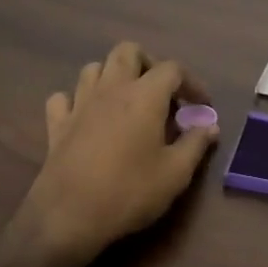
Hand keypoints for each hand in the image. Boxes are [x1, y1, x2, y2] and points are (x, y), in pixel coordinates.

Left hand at [18, 41, 218, 263]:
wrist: (69, 216)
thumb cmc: (130, 191)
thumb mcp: (176, 173)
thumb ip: (196, 143)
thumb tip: (210, 126)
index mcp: (144, 95)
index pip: (172, 69)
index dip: (191, 82)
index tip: (201, 106)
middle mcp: (111, 88)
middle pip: (128, 51)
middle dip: (148, 63)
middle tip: (161, 92)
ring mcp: (80, 103)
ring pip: (94, 68)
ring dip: (112, 76)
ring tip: (126, 101)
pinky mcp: (57, 124)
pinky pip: (63, 97)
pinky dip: (77, 101)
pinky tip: (86, 117)